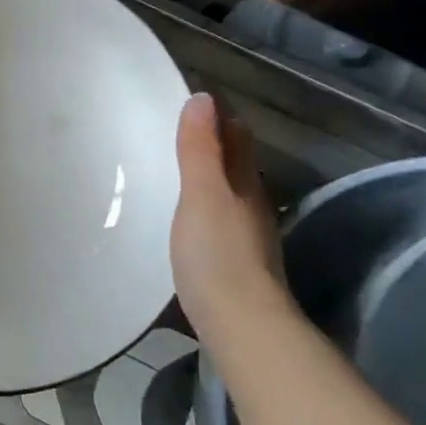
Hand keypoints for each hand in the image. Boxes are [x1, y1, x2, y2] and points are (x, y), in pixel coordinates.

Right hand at [172, 93, 290, 334]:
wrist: (241, 327)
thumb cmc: (218, 254)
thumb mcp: (202, 195)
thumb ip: (200, 149)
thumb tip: (203, 98)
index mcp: (245, 184)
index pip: (237, 137)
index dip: (219, 116)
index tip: (191, 100)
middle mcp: (252, 205)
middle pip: (235, 164)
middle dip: (213, 144)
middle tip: (176, 130)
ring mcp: (246, 237)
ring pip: (228, 193)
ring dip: (207, 177)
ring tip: (174, 169)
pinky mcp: (234, 264)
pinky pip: (218, 220)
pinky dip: (203, 207)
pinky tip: (185, 217)